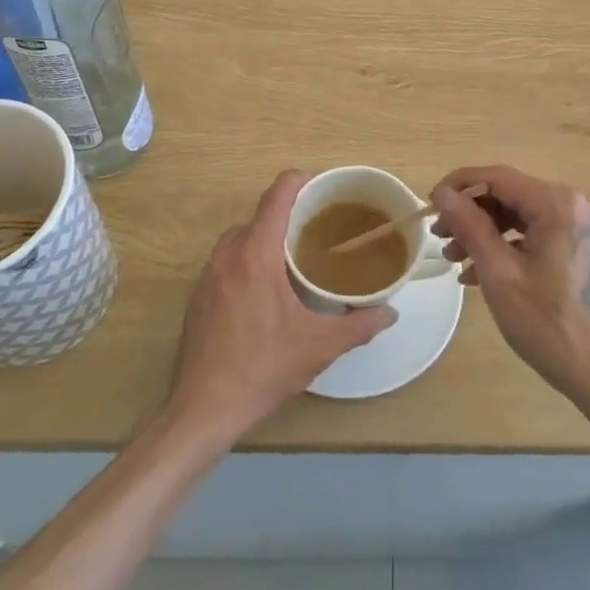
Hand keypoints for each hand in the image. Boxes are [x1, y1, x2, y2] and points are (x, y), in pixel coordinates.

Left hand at [167, 170, 395, 439]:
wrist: (203, 408)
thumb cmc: (263, 367)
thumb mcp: (319, 346)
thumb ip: (359, 325)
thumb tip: (391, 313)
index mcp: (256, 254)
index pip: (277, 195)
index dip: (300, 181)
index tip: (323, 186)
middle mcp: (228, 255)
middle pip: (260, 215)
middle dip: (289, 214)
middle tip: (321, 229)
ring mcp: (208, 275)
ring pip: (241, 238)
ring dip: (267, 238)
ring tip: (297, 258)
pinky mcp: (199, 297)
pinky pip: (228, 261)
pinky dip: (249, 260)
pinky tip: (268, 291)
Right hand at [430, 165, 589, 408]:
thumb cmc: (548, 323)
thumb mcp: (499, 273)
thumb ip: (469, 225)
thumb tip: (442, 192)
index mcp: (557, 203)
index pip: (497, 176)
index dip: (458, 186)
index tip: (430, 205)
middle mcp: (574, 204)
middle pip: (509, 195)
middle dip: (470, 214)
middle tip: (440, 237)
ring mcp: (581, 226)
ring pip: (520, 215)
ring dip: (485, 233)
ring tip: (454, 259)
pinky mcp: (582, 246)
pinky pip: (536, 233)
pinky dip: (507, 247)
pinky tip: (478, 273)